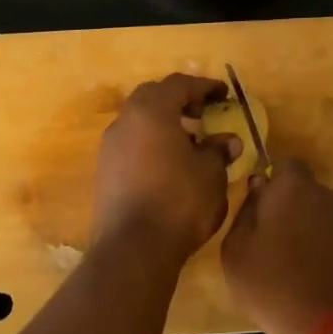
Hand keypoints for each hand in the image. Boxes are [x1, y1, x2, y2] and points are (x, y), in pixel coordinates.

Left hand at [91, 74, 240, 262]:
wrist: (133, 248)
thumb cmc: (179, 202)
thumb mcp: (211, 174)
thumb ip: (218, 150)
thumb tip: (227, 141)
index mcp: (151, 111)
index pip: (178, 85)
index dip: (204, 86)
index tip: (223, 95)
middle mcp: (125, 121)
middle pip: (153, 97)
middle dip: (179, 100)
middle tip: (203, 113)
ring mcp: (110, 147)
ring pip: (139, 121)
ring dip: (164, 123)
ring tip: (190, 141)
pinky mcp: (105, 171)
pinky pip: (131, 144)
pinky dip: (151, 143)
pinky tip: (170, 164)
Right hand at [222, 160, 332, 333]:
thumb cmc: (277, 286)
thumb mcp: (236, 253)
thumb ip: (244, 213)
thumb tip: (257, 189)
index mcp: (293, 188)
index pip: (283, 164)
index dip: (270, 182)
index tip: (258, 206)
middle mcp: (328, 195)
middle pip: (305, 192)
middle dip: (289, 209)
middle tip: (272, 240)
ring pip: (323, 217)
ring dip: (310, 232)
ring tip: (294, 266)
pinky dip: (328, 252)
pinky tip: (317, 280)